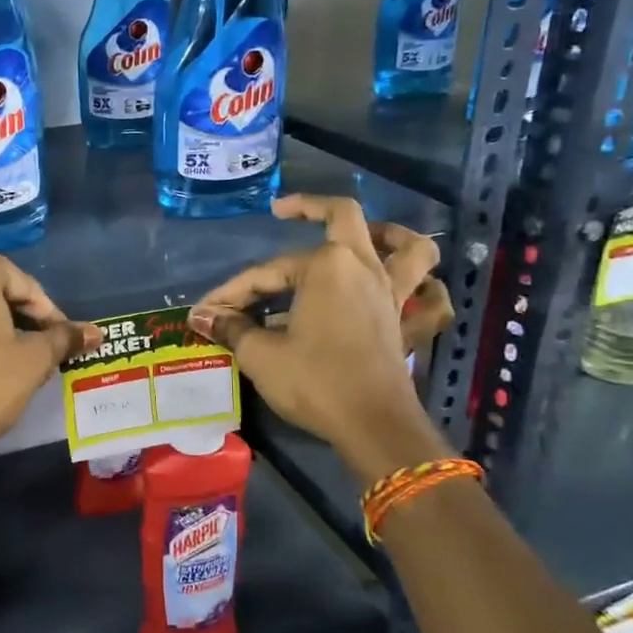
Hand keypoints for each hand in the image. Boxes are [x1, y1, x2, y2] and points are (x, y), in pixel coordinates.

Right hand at [188, 195, 450, 484]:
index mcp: (326, 266)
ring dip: (388, 234)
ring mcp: (392, 294)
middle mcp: (363, 268)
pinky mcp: (407, 323)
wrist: (372, 425)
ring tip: (367, 234)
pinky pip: (430, 298)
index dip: (231, 291)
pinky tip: (413, 290)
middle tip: (284, 210)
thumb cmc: (314, 381)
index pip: (266, 273)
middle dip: (311, 207)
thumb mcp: (261, 355)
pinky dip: (427, 289)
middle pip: (344, 218)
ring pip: (409, 248)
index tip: (205, 312)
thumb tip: (202, 316)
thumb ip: (232, 328)